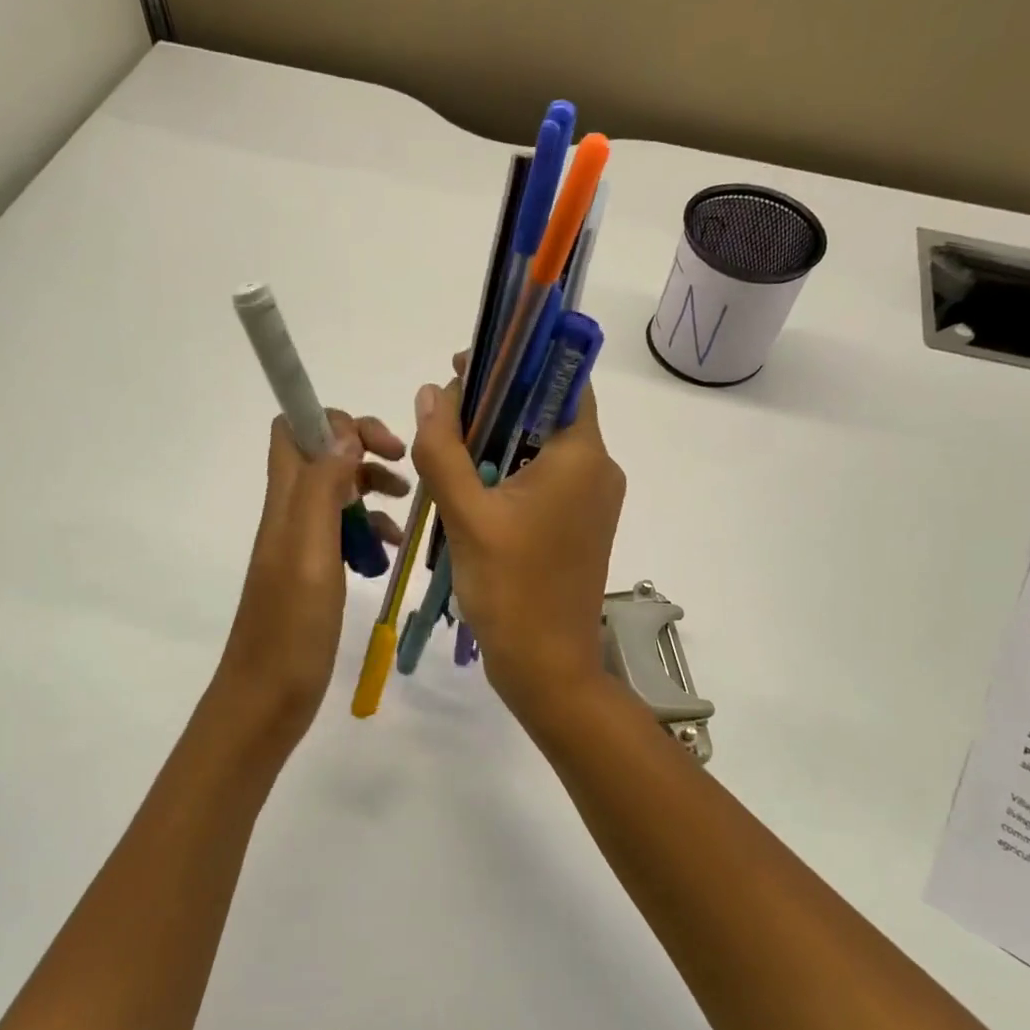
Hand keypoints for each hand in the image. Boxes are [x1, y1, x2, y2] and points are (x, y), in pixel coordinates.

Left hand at [219, 411, 407, 741]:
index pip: (294, 429)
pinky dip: (370, 531)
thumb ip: (322, 488)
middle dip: (363, 450)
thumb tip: (343, 431)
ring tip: (406, 509)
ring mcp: (300, 545)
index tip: (381, 445)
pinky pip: (343, 534)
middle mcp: (289, 514)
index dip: (336, 421)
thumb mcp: (309, 551)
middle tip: (402, 470)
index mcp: (284, 502)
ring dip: (371, 490)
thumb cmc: (291, 628)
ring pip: (337, 493)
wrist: (266, 698)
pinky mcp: (313, 574)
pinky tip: (391, 551)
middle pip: (321, 455)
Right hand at [409, 367, 623, 719]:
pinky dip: (510, 473)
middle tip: (445, 409)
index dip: (516, 362)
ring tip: (448, 449)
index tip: (468, 364)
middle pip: (547, 413)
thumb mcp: (466, 516)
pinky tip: (471, 488)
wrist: (547, 667)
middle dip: (497, 404)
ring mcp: (593, 501)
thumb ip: (443, 450)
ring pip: (542, 448)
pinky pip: (545, 481)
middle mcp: (599, 470)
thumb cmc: (511, 590)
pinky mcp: (580, 526)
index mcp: (583, 456)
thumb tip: (431, 393)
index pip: (561, 380)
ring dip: (498, 442)